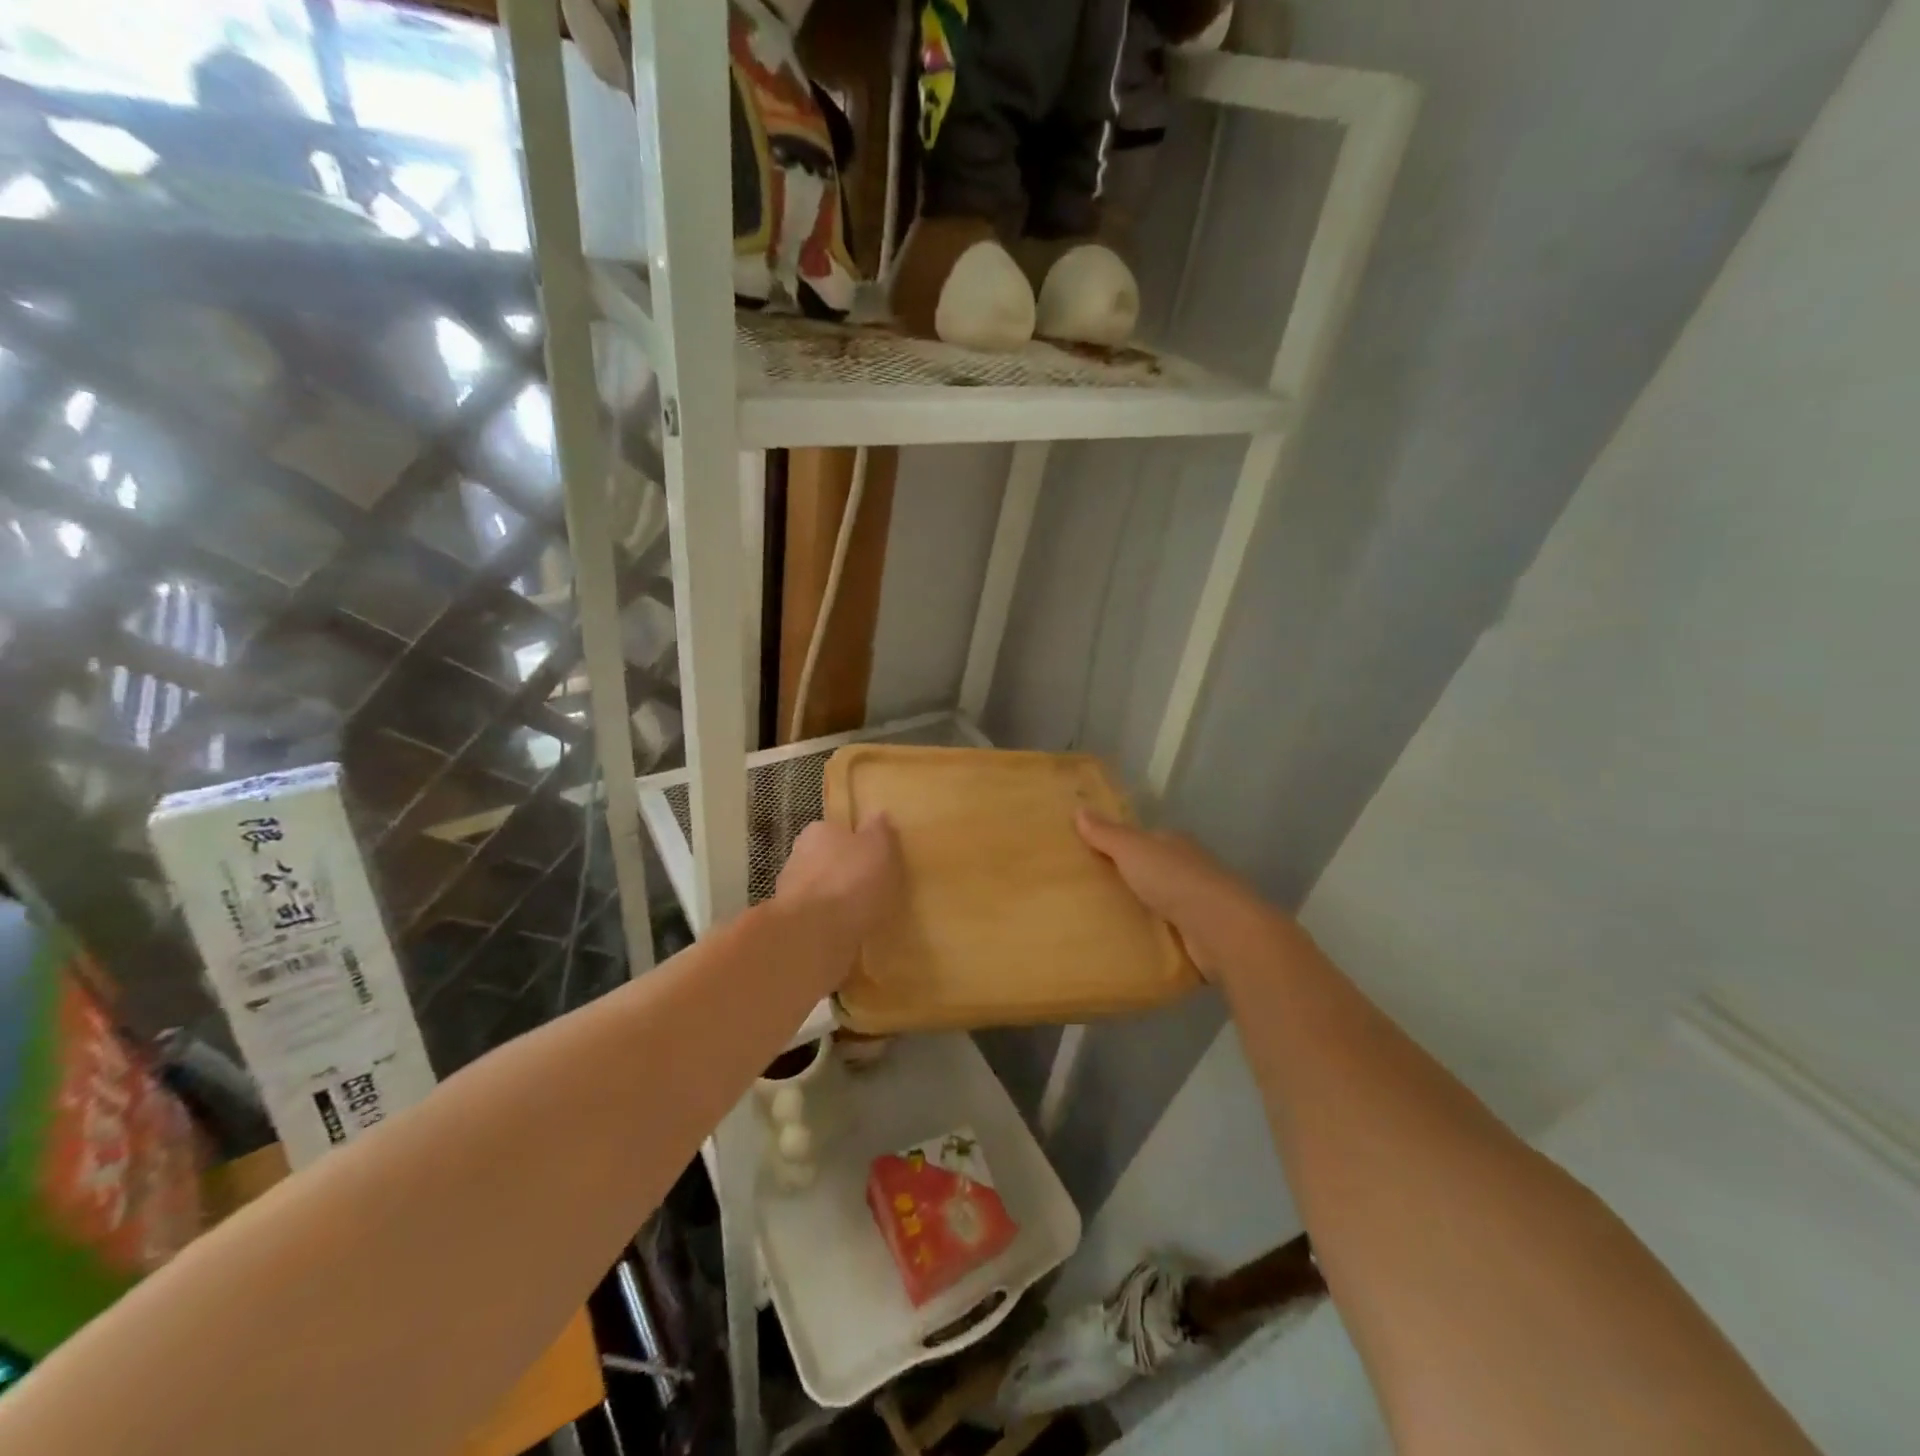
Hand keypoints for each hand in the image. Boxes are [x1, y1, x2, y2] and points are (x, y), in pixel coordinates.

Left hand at [775, 815, 903, 943]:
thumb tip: (877, 814)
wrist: (813, 932)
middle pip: (826, 860)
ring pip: (818, 890)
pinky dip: (827, 923)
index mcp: (819, 831)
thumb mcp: (878, 847)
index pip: (839, 831)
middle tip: (870, 889)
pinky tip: (845, 933)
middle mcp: (798, 855)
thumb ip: (879, 830)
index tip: (874, 861)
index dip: (857, 845)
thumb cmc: (851, 880)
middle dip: (843, 872)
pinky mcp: (789, 922)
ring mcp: (789, 890)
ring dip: (834, 899)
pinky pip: (815, 917)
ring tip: (860, 916)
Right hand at [1076, 810, 1261, 978]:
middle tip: (1092, 892)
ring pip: (1162, 902)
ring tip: (1104, 921)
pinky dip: (1154, 936)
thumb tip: (1079, 809)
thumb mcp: (1132, 850)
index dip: (1123, 845)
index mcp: (1175, 844)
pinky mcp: (1200, 935)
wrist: (1220, 928)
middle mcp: (1190, 869)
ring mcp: (1198, 904)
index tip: (1095, 857)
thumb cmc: (1174, 880)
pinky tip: (1131, 945)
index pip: (1147, 840)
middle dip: (1131, 879)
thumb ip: (1106, 833)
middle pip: (1154, 871)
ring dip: (1143, 909)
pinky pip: (1169, 932)